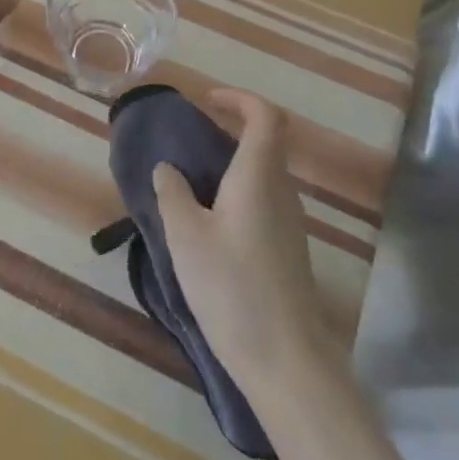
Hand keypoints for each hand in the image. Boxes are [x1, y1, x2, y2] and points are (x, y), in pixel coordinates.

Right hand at [152, 89, 338, 391]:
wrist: (286, 360)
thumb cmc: (232, 287)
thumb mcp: (186, 235)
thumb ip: (173, 193)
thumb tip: (169, 168)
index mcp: (259, 176)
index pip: (265, 116)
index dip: (238, 99)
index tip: (206, 101)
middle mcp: (282, 192)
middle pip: (266, 142)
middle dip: (230, 130)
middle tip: (190, 140)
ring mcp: (290, 223)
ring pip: (264, 174)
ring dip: (232, 164)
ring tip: (191, 181)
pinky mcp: (287, 249)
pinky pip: (263, 201)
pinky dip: (237, 192)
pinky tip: (208, 221)